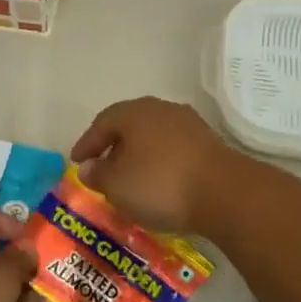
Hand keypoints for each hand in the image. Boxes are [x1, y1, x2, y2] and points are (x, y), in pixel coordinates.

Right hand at [69, 97, 234, 234]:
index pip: (102, 122)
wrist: (224, 192)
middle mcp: (161, 109)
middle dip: (114, 145)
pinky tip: (159, 181)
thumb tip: (88, 167)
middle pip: (130, 124)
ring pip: (154, 136)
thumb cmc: (160, 184)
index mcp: (134, 113)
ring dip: (139, 154)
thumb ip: (98, 174)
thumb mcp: (117, 185)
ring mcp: (189, 124)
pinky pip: (174, 149)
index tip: (76, 161)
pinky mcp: (209, 143)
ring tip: (131, 176)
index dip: (87, 142)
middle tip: (102, 165)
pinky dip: (161, 162)